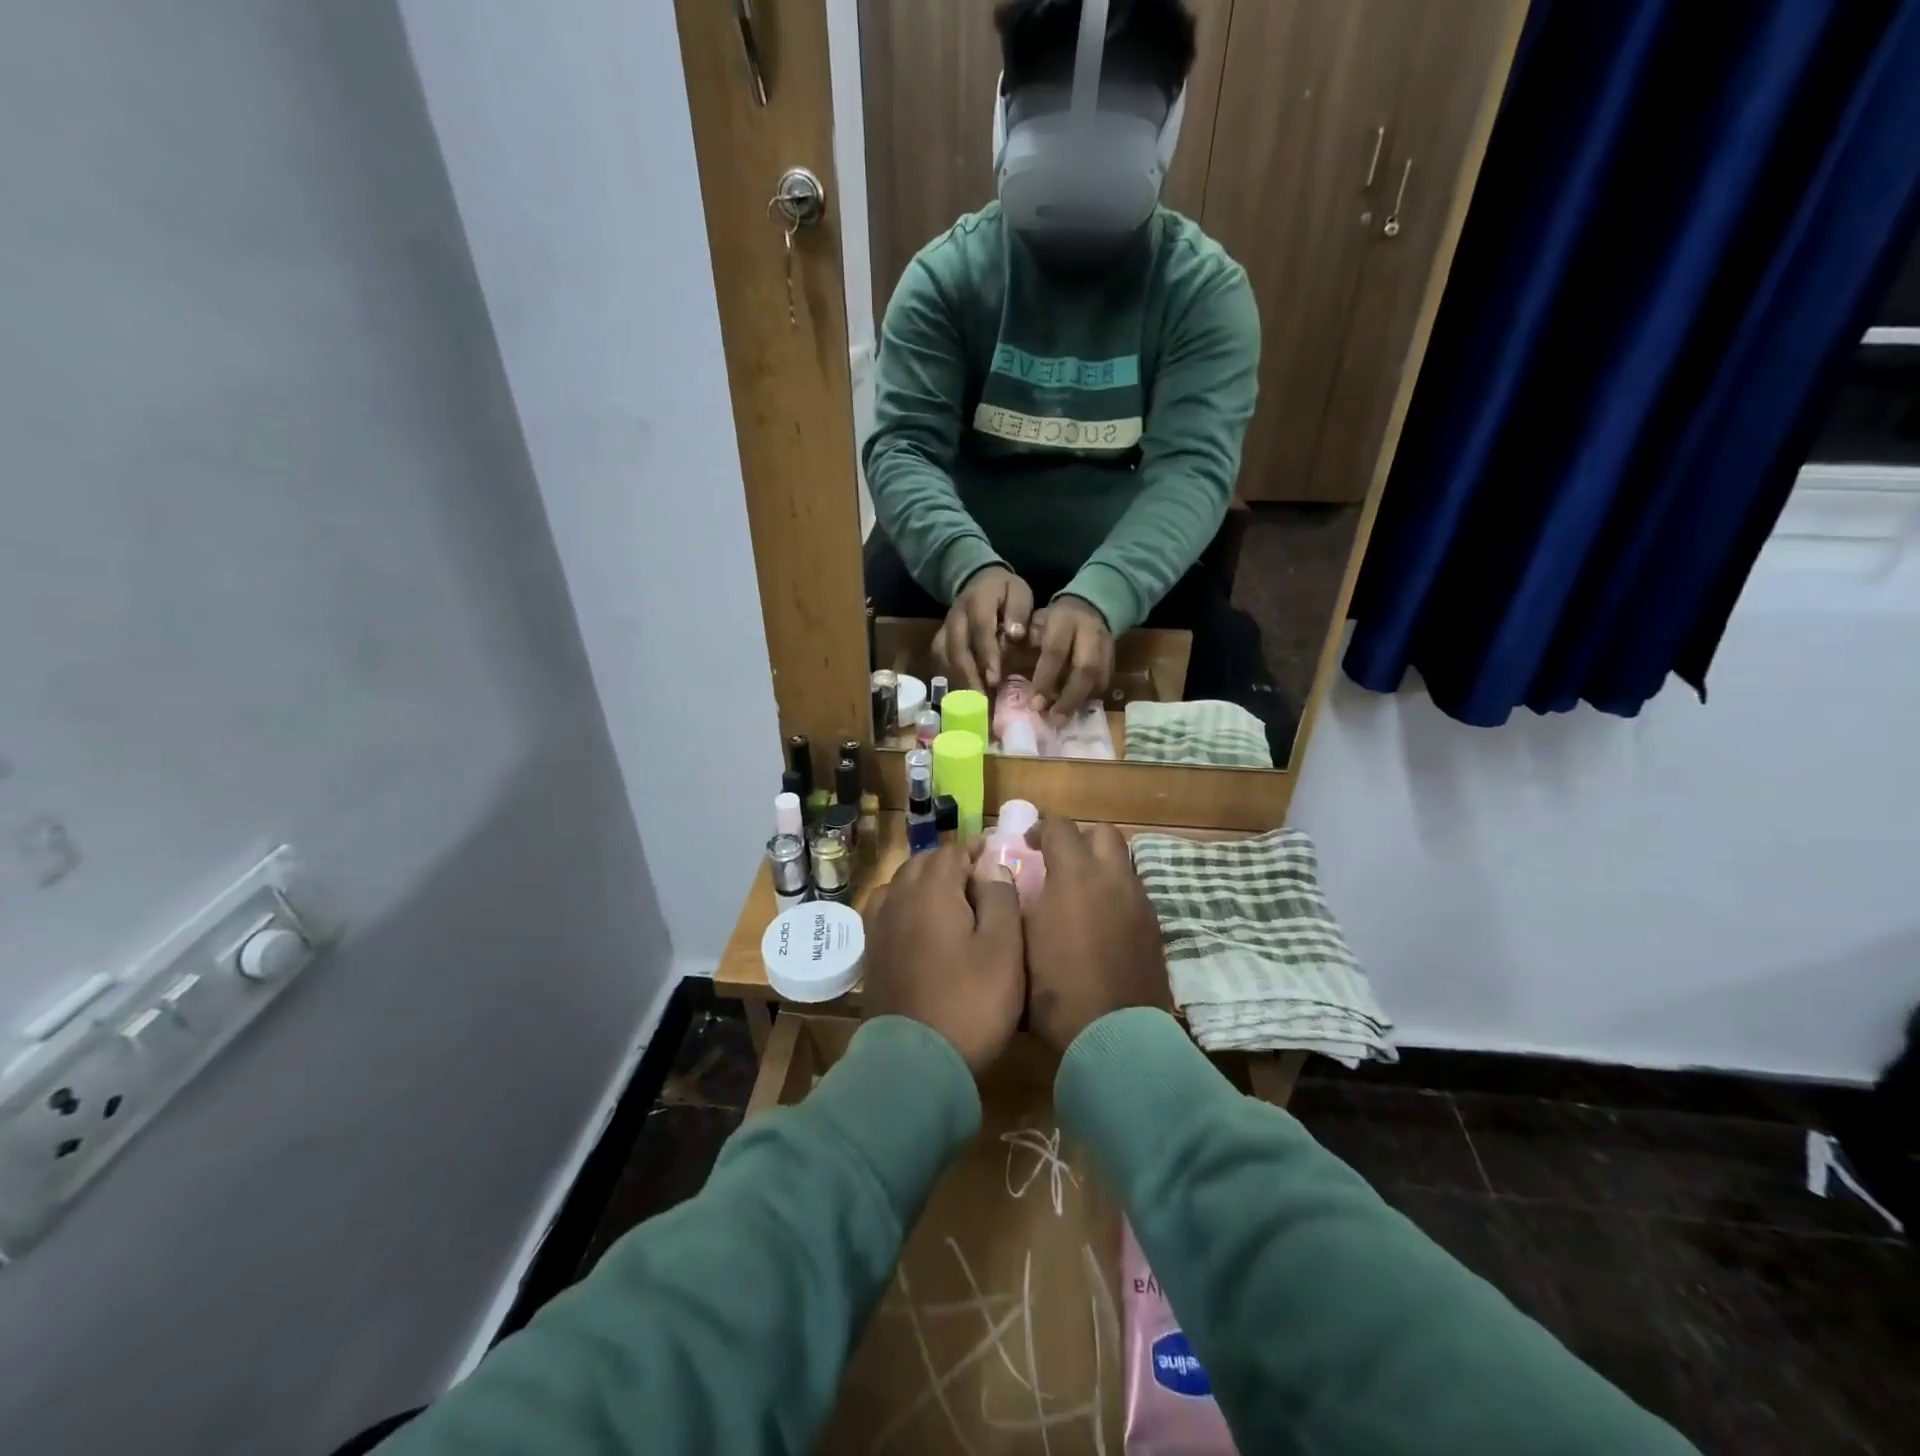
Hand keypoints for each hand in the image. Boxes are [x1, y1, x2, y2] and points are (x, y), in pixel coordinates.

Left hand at [862, 840, 1024, 1074]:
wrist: (914, 1063)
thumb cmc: (969, 1002)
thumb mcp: (1003, 949)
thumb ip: (1000, 898)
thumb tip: (992, 866)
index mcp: (932, 889)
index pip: (953, 851)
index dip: (977, 852)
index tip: (998, 860)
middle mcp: (899, 897)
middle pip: (924, 863)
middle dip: (951, 865)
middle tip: (981, 885)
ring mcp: (879, 924)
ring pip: (903, 884)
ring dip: (927, 884)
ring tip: (953, 904)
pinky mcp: (871, 951)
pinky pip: (888, 909)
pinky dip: (907, 906)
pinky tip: (922, 927)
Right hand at [934, 567, 1033, 691]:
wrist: (977, 580)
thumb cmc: (1004, 591)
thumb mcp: (1018, 591)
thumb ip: (1018, 611)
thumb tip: (1014, 635)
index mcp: (977, 602)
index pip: (980, 630)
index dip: (986, 655)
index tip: (994, 679)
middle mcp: (956, 617)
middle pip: (957, 649)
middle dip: (969, 677)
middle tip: (981, 703)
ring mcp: (944, 629)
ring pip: (946, 659)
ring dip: (959, 683)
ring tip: (972, 708)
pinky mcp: (940, 640)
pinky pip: (940, 663)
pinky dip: (950, 681)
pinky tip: (961, 700)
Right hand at [1021, 818, 1169, 1055]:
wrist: (1114, 1034)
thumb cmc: (1056, 988)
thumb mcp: (1021, 942)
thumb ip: (1018, 904)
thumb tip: (1012, 885)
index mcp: (1076, 875)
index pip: (1060, 827)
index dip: (1041, 830)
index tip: (1028, 845)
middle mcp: (1113, 878)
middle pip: (1103, 834)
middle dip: (1080, 840)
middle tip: (1061, 862)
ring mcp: (1139, 902)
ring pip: (1123, 864)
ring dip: (1101, 867)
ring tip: (1081, 895)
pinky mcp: (1154, 928)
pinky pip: (1134, 894)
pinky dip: (1115, 895)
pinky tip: (1101, 923)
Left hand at [1028, 595, 1114, 724]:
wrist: (1089, 607)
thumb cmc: (1051, 620)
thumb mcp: (1033, 623)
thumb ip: (1023, 645)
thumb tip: (1005, 676)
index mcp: (1064, 620)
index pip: (1055, 652)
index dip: (1045, 679)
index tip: (1034, 704)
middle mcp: (1089, 633)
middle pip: (1085, 669)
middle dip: (1069, 698)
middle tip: (1054, 720)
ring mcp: (1106, 647)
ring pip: (1098, 679)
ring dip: (1080, 702)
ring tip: (1063, 721)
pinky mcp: (1113, 659)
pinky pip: (1104, 683)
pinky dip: (1089, 699)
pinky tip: (1075, 711)